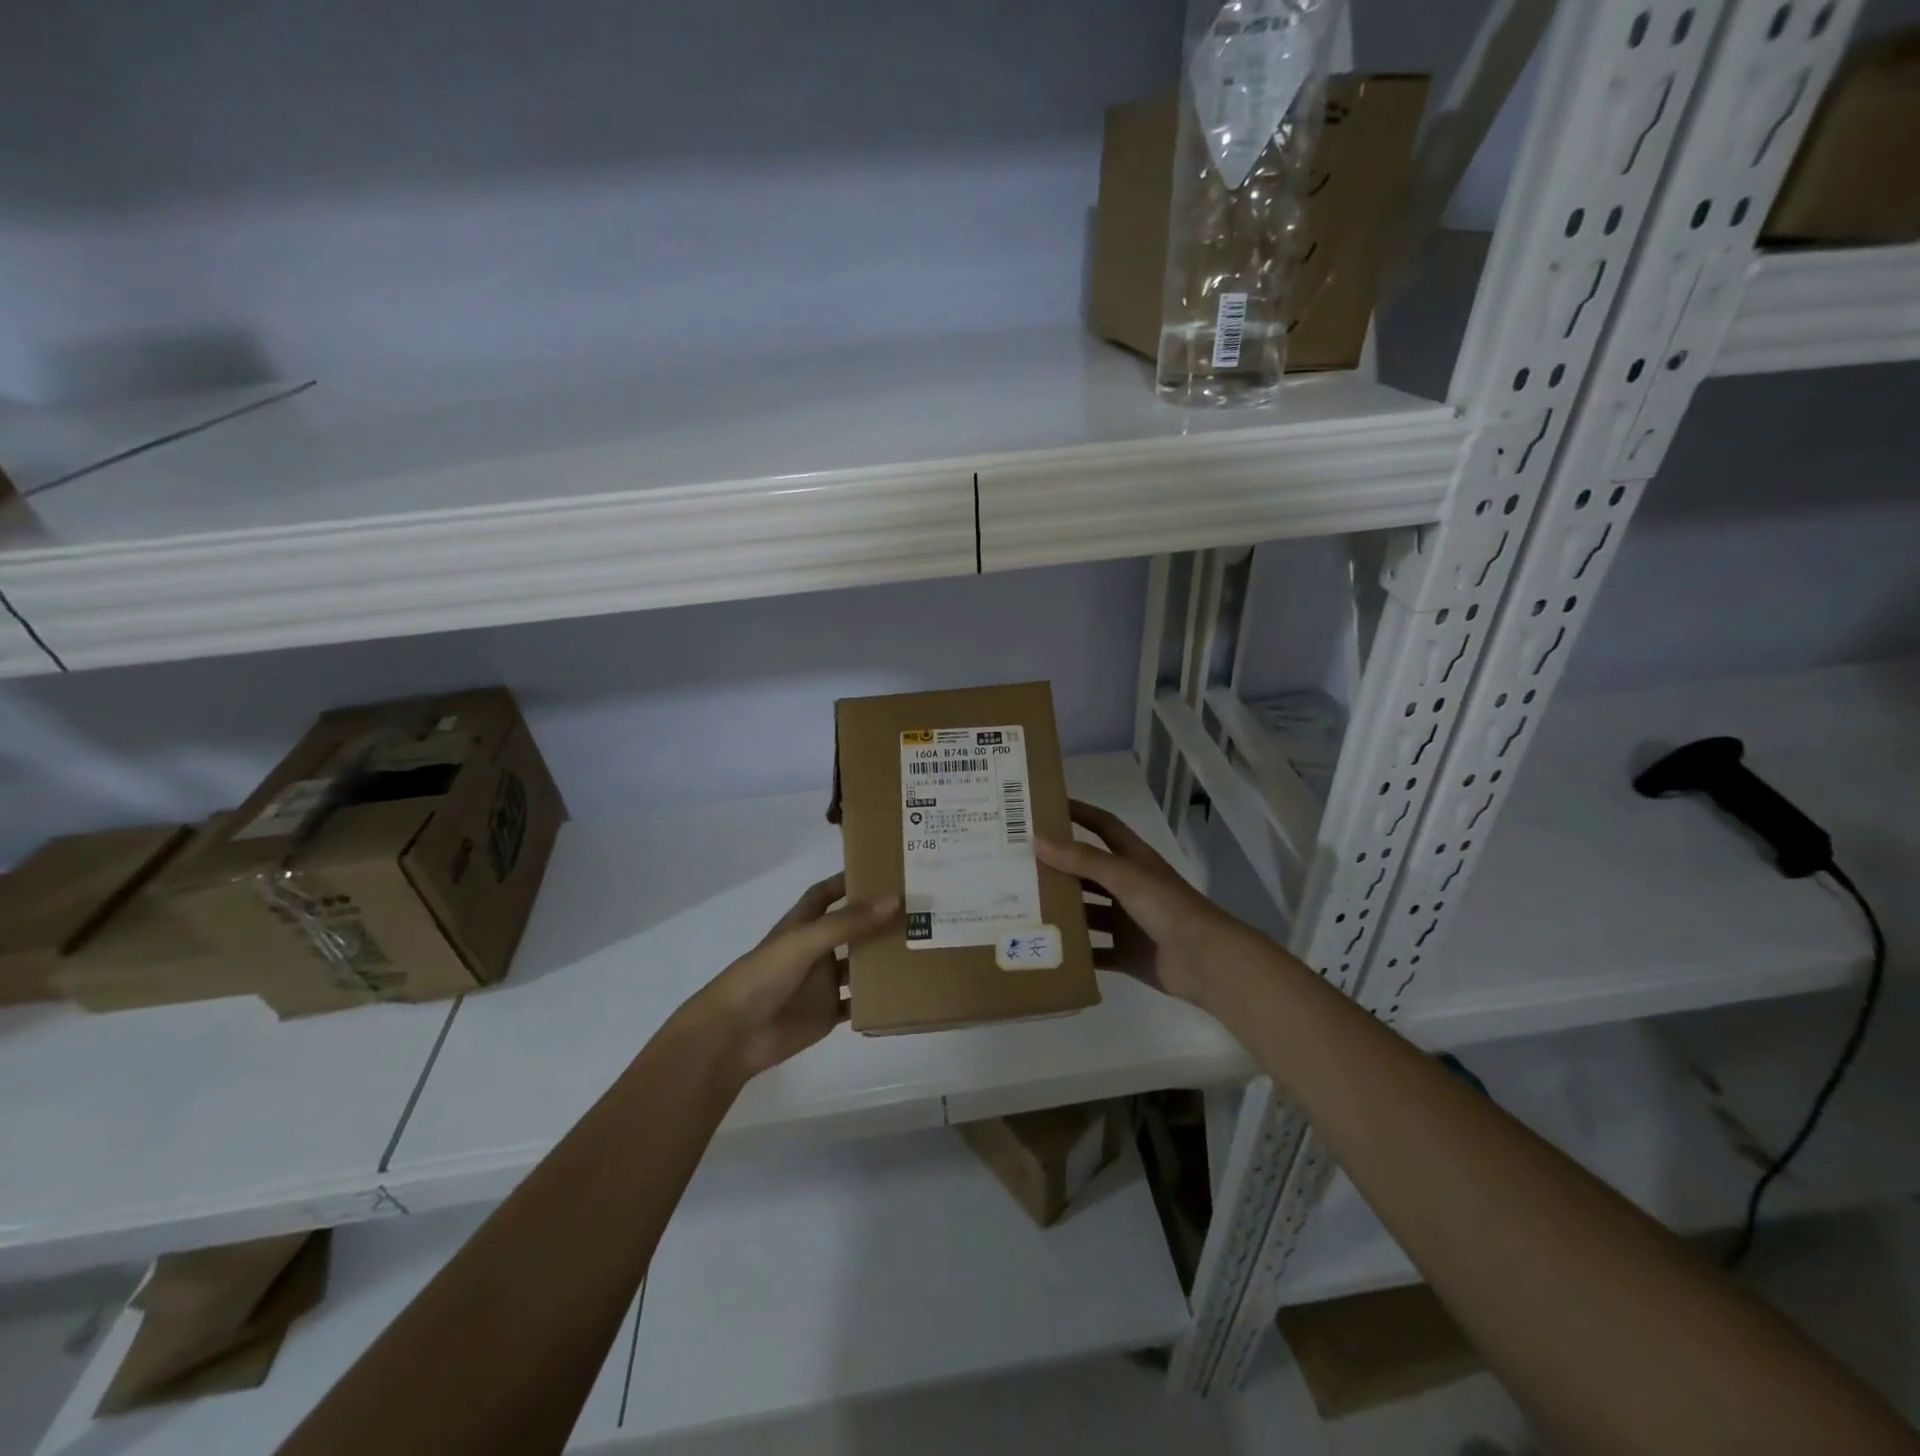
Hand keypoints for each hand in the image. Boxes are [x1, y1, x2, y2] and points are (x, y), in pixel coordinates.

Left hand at [692, 875, 899, 1079]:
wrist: (735, 1035)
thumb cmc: (764, 976)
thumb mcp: (806, 941)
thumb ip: (848, 922)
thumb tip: (895, 900)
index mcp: (802, 926)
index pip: (825, 894)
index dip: (847, 881)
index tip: (882, 870)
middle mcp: (815, 950)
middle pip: (850, 928)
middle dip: (877, 919)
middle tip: (917, 909)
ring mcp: (822, 983)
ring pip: (859, 966)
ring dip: (882, 958)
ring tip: (920, 946)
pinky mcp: (827, 1013)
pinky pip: (858, 1004)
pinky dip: (877, 999)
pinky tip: (905, 991)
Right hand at [1037, 800, 1272, 1010]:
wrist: (1208, 963)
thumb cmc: (1169, 908)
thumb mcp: (1125, 876)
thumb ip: (1084, 859)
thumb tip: (1038, 839)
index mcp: (1133, 861)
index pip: (1102, 826)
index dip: (1078, 813)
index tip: (1044, 806)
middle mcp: (1129, 887)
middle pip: (1088, 871)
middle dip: (1058, 867)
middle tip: (1018, 863)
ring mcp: (1128, 922)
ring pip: (1087, 912)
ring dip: (1062, 910)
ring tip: (1022, 906)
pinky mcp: (1127, 954)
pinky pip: (1094, 952)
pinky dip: (1074, 952)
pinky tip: (1045, 950)